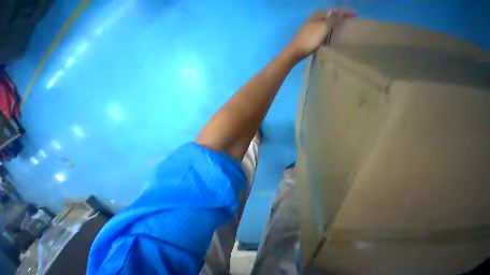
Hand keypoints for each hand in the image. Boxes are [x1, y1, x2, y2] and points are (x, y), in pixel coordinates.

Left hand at [288, 9, 355, 59]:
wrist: (294, 52)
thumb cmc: (310, 39)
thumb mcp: (323, 27)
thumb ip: (333, 19)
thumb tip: (340, 14)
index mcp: (318, 15)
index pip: (335, 10)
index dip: (346, 12)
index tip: (356, 14)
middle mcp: (314, 19)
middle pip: (330, 16)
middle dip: (340, 18)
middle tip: (349, 22)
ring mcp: (309, 28)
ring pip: (324, 25)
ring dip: (333, 26)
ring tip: (341, 29)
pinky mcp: (307, 37)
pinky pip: (320, 33)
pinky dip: (326, 34)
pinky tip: (329, 38)